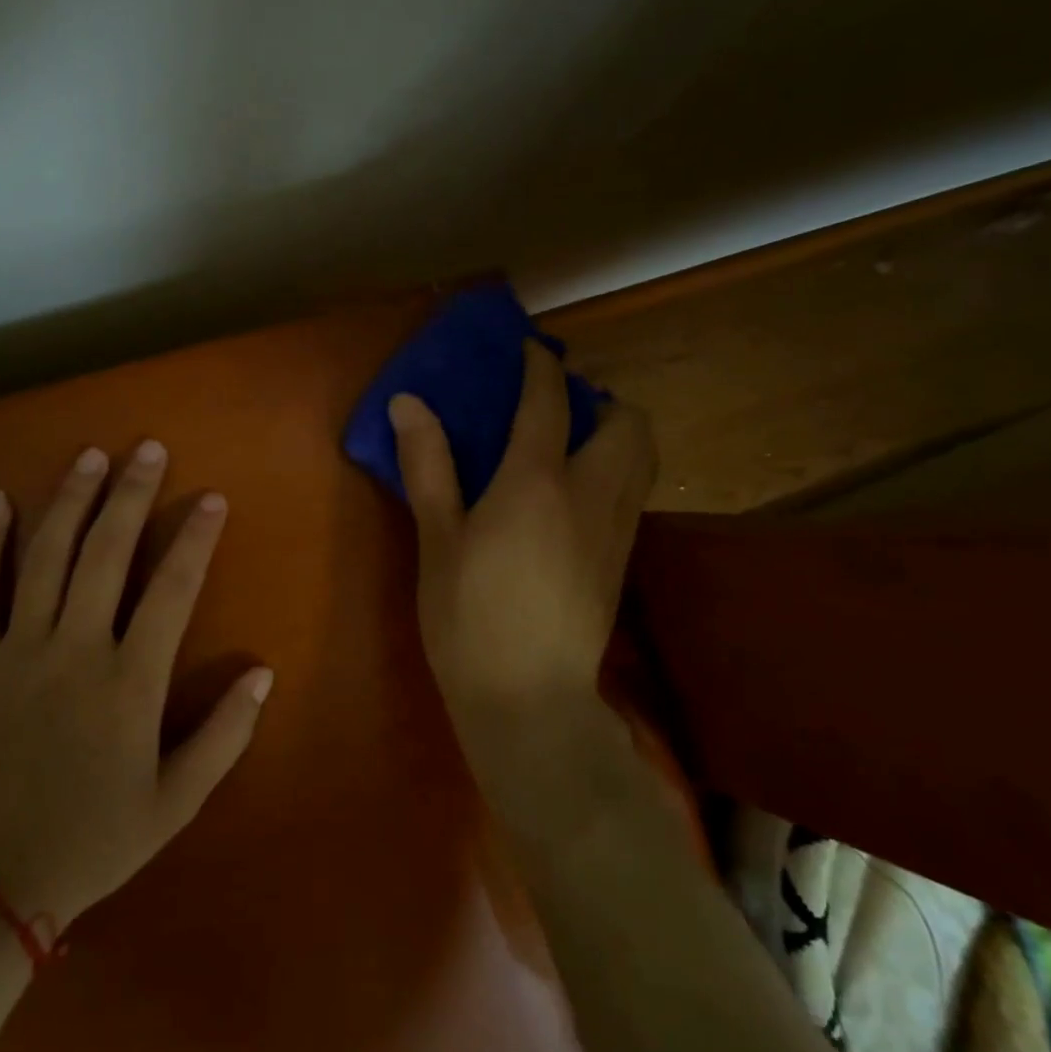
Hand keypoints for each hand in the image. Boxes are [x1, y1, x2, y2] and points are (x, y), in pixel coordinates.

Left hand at [0, 441, 272, 930]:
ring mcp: (16, 651)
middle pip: (107, 553)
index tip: (211, 499)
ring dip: (70, 500)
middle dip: (132, 495)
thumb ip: (224, 734)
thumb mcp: (175, 801)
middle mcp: (75, 649)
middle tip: (148, 448)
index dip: (195, 539)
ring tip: (90, 456)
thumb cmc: (92, 841)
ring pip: (46, 557)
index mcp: (130, 681)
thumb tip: (263, 672)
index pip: (172, 589)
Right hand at [388, 340, 654, 796]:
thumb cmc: (468, 618)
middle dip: (601, 399)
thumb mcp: (436, 539)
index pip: (549, 401)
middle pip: (627, 422)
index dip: (540, 367)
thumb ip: (428, 466)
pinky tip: (574, 495)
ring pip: (642, 457)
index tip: (529, 349)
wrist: (529, 701)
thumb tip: (408, 402)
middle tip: (558, 406)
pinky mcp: (622, 560)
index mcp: (536, 482)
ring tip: (571, 444)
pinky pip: (633, 491)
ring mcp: (615, 529)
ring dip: (616, 433)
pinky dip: (616, 469)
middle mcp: (590, 494)